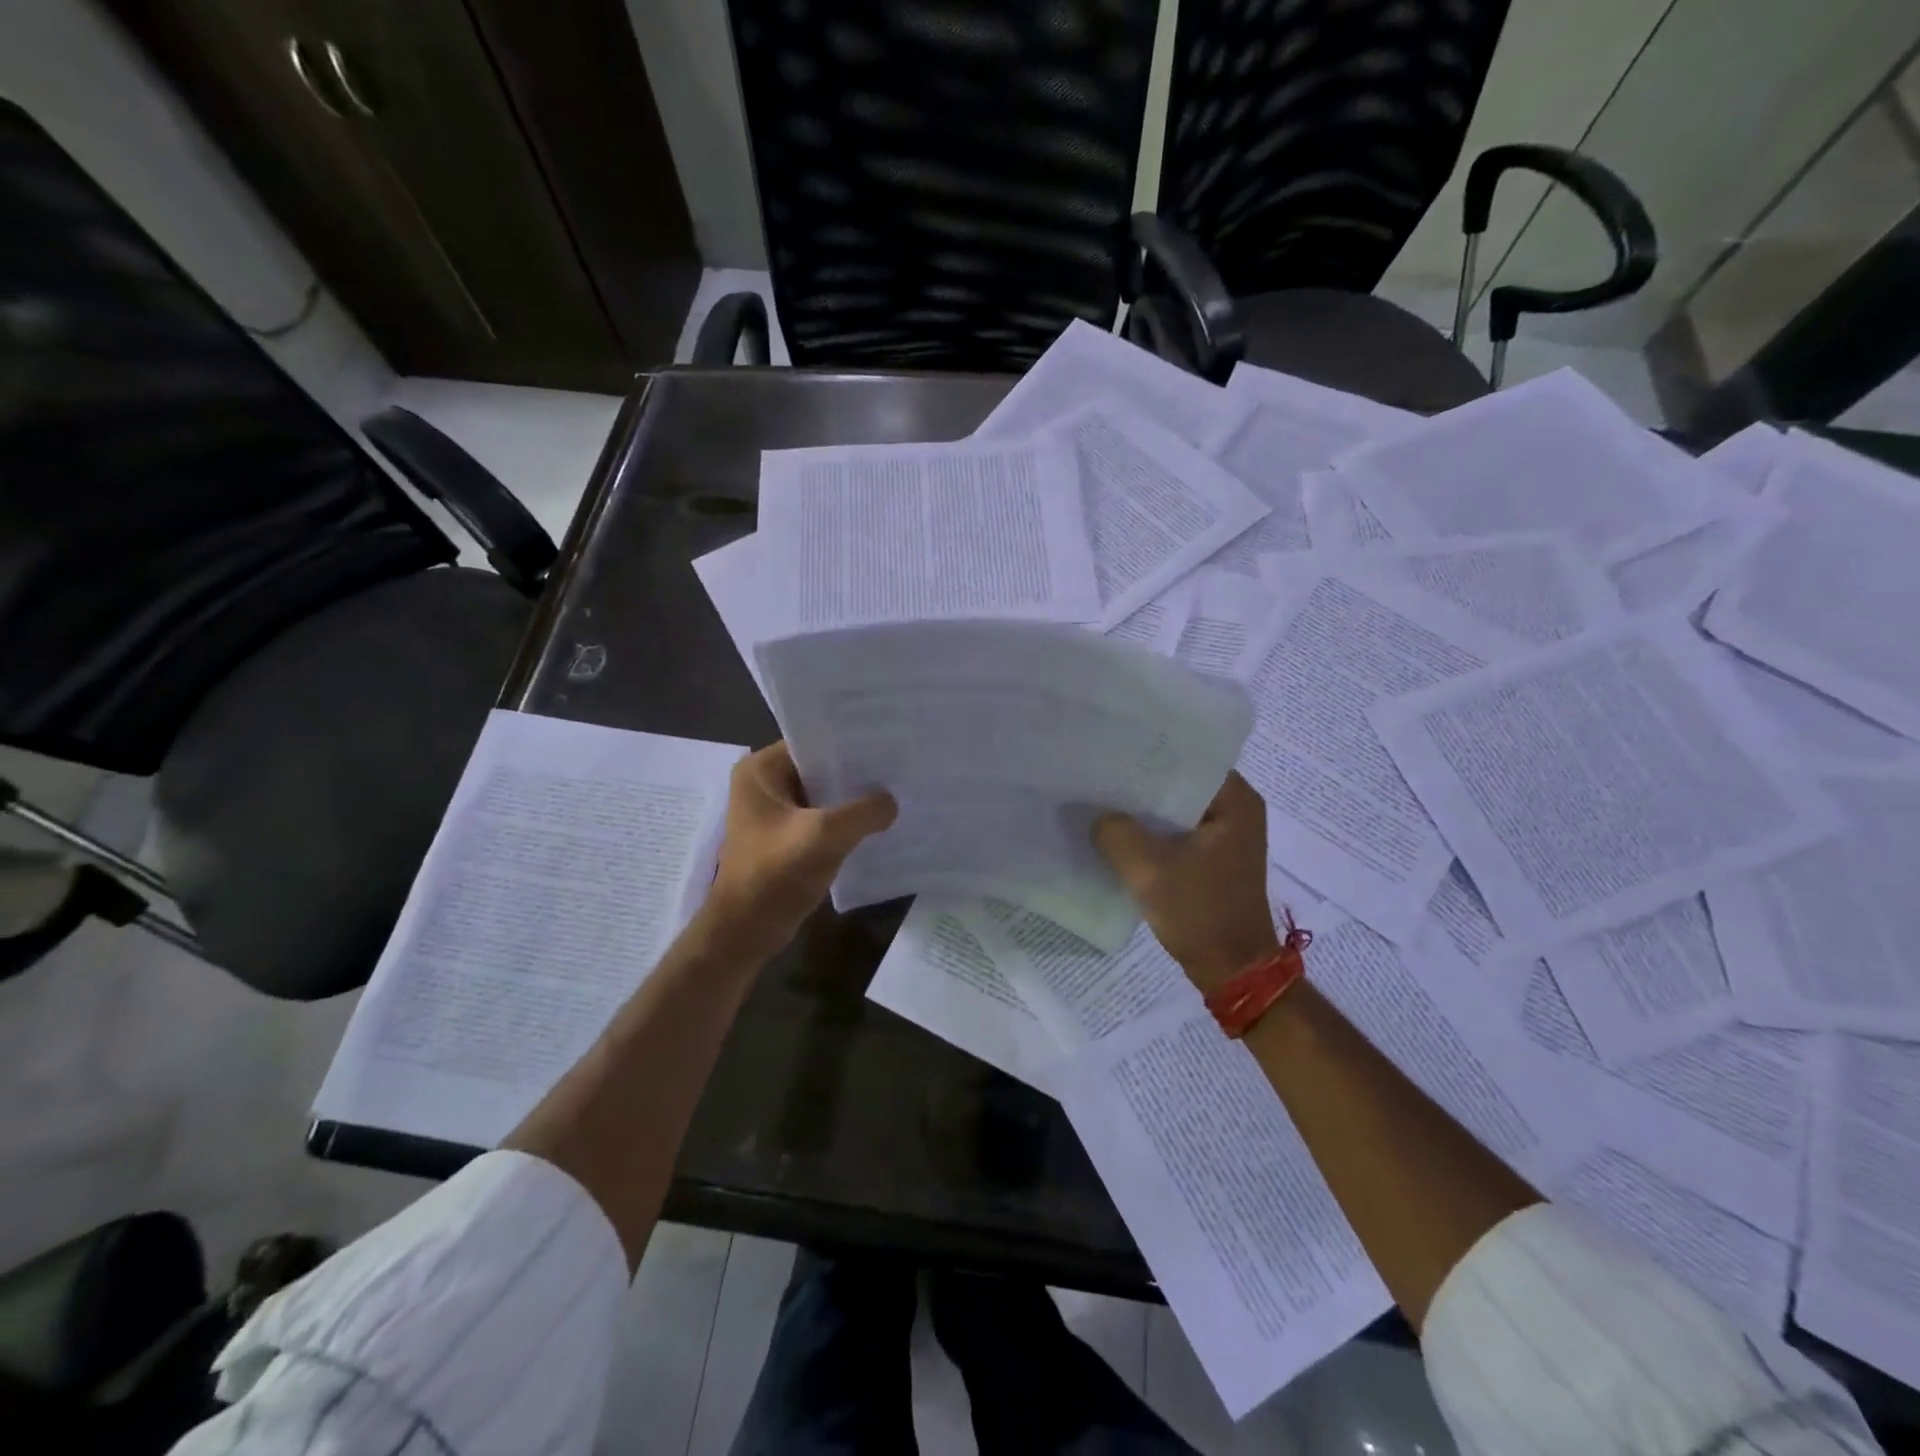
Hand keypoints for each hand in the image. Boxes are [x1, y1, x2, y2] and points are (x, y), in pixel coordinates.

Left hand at [701, 742, 896, 960]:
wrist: (746, 932)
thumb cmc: (775, 876)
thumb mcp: (825, 836)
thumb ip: (864, 812)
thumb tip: (891, 802)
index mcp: (760, 770)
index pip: (813, 741)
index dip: (850, 741)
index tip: (888, 740)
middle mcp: (764, 783)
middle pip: (820, 766)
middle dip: (856, 770)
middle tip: (900, 764)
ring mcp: (775, 812)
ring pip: (824, 794)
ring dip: (853, 798)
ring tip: (897, 789)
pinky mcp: (787, 836)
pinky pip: (823, 817)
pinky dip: (846, 820)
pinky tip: (879, 822)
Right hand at [1093, 772, 1279, 991]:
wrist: (1233, 970)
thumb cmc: (1201, 914)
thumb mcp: (1150, 871)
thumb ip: (1117, 833)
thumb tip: (1099, 816)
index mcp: (1236, 801)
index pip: (1189, 758)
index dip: (1149, 753)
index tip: (1111, 749)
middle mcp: (1236, 810)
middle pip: (1180, 782)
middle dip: (1141, 781)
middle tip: (1098, 772)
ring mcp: (1225, 836)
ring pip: (1175, 809)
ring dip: (1143, 809)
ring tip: (1101, 798)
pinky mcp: (1212, 858)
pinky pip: (1176, 832)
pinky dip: (1151, 832)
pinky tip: (1118, 832)